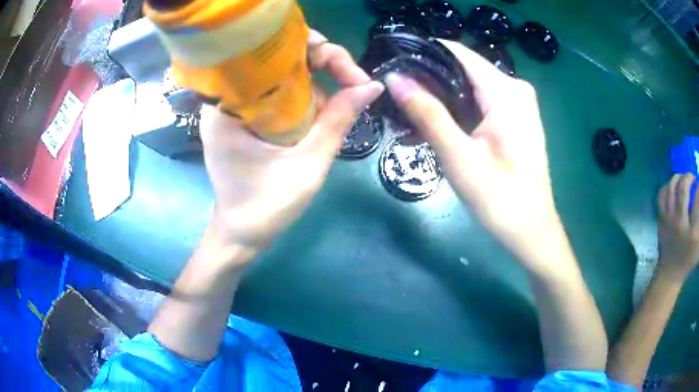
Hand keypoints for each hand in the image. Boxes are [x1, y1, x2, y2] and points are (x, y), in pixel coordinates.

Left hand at [199, 31, 383, 265]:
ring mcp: (235, 106)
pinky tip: (319, 115)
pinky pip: (278, 92)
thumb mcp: (308, 163)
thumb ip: (339, 120)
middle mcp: (227, 97)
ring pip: (283, 73)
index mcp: (230, 104)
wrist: (241, 235)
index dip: (320, 51)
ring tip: (335, 109)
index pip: (276, 51)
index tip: (351, 75)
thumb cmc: (266, 207)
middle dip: (324, 64)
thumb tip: (372, 85)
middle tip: (353, 83)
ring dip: (317, 83)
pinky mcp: (244, 117)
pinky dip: (304, 97)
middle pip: (281, 58)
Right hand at [385, 40, 561, 271]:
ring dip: (440, 95)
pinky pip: (480, 99)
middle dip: (428, 78)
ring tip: (409, 111)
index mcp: (506, 91)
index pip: (456, 52)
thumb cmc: (500, 199)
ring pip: (469, 84)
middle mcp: (515, 87)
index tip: (392, 66)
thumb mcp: (459, 157)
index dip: (422, 55)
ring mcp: (518, 102)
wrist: (531, 230)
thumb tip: (395, 78)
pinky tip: (437, 122)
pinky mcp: (516, 116)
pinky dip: (457, 107)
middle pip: (462, 68)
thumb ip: (427, 113)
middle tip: (395, 97)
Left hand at [657, 173, 698, 281]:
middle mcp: (681, 224)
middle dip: (689, 176)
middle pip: (684, 189)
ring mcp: (669, 222)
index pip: (697, 199)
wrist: (671, 273)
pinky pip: (661, 195)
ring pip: (672, 188)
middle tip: (692, 178)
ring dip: (679, 177)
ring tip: (684, 177)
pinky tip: (673, 186)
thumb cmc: (689, 258)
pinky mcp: (661, 221)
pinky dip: (667, 185)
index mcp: (693, 233)